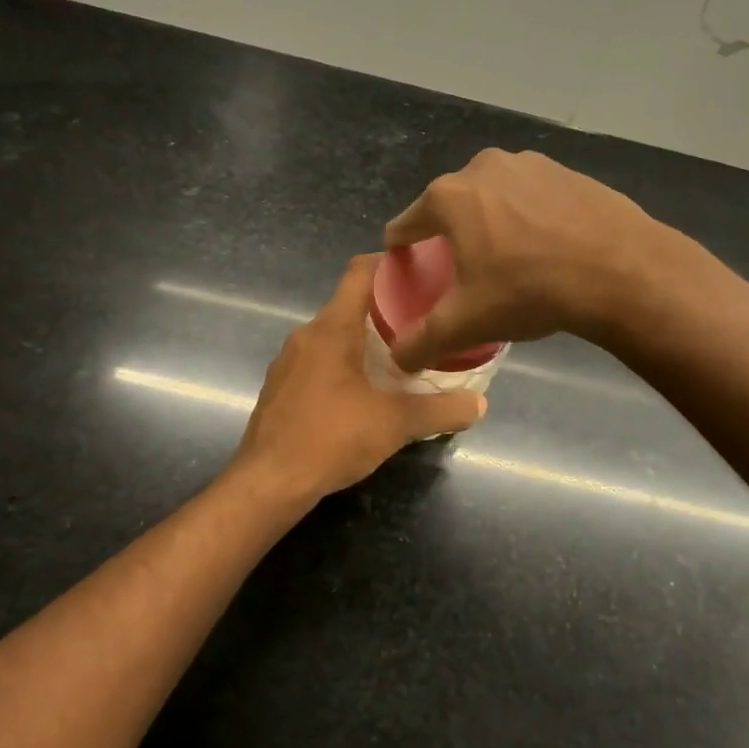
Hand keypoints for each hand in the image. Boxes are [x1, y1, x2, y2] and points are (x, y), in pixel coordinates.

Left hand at [233, 255, 486, 499]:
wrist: (268, 483)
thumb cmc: (331, 439)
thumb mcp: (395, 424)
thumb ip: (440, 411)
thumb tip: (480, 404)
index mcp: (332, 329)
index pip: (359, 272)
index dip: (389, 264)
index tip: (420, 271)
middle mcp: (306, 335)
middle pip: (349, 305)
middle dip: (386, 310)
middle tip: (423, 322)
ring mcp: (288, 362)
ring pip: (333, 336)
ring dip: (364, 341)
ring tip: (400, 357)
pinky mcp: (281, 387)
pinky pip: (318, 361)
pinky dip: (343, 364)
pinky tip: (364, 391)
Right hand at [382, 149, 665, 370]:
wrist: (621, 270)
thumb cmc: (530, 290)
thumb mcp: (467, 323)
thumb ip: (422, 341)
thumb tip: (398, 359)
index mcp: (449, 196)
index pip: (405, 224)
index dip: (402, 251)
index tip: (410, 271)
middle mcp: (483, 167)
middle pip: (450, 207)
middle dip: (450, 236)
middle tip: (464, 274)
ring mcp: (529, 163)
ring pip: (493, 198)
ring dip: (491, 223)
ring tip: (508, 261)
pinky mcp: (567, 171)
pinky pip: (531, 197)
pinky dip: (529, 217)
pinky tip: (546, 248)